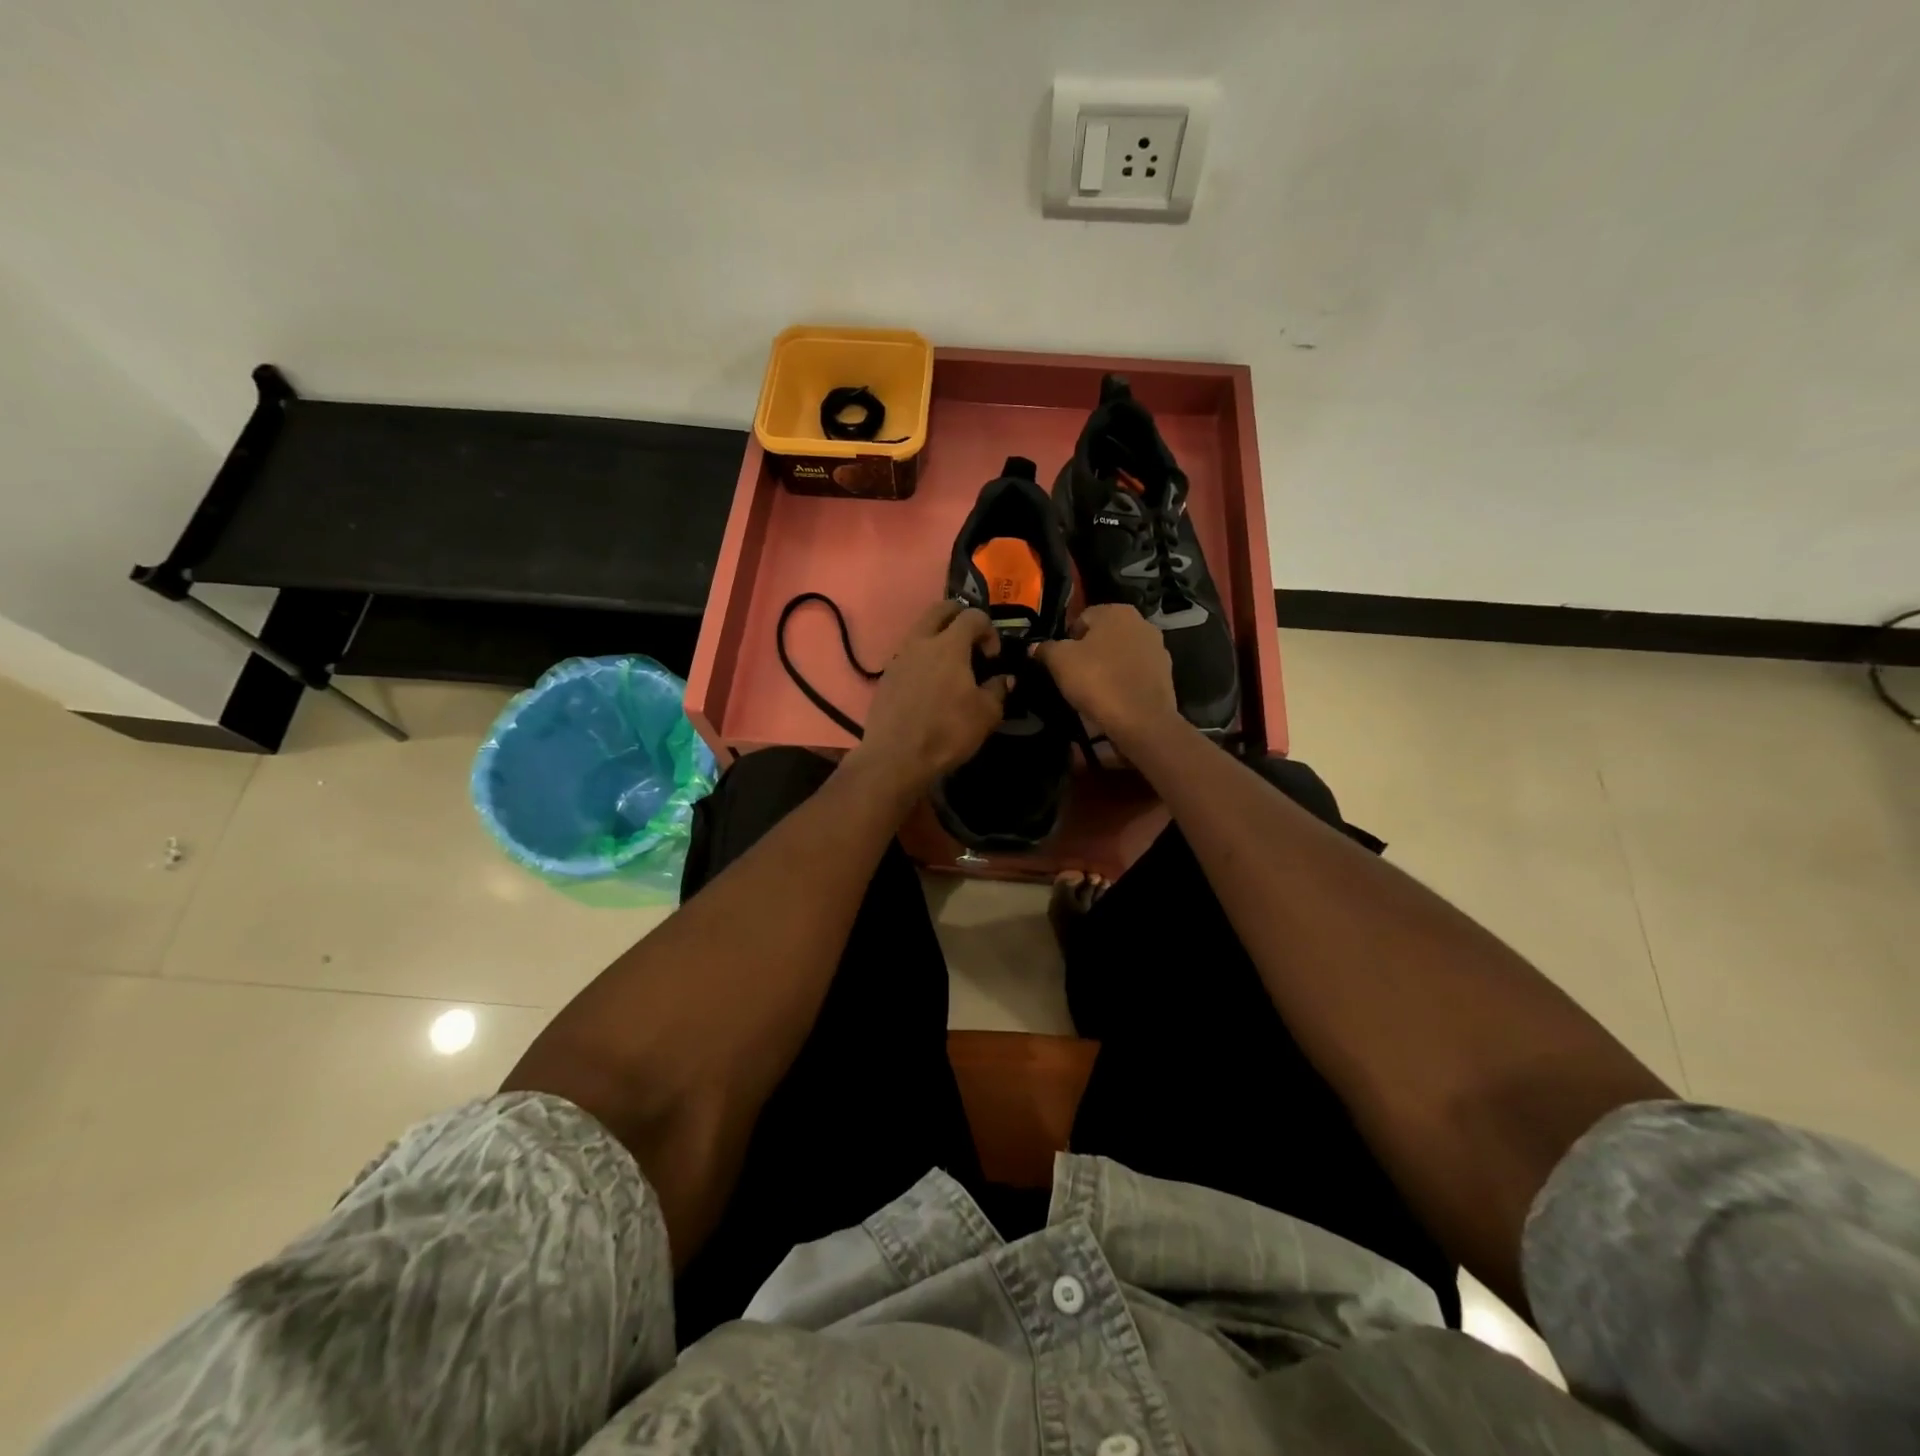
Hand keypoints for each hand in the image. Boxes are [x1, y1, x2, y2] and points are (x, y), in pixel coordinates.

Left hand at [846, 601, 1009, 795]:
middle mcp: (921, 642)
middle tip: (972, 641)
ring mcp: (899, 658)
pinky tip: (929, 685)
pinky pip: (907, 655)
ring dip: (938, 637)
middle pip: (940, 610)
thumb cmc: (947, 732)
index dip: (989, 630)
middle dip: (960, 616)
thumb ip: (998, 690)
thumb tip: (1004, 678)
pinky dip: (922, 659)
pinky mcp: (885, 677)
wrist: (896, 757)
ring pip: (920, 630)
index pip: (973, 616)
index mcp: (949, 644)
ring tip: (950, 666)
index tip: (993, 657)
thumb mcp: (986, 715)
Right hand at [1035, 604, 1180, 748]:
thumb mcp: (1059, 662)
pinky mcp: (1165, 674)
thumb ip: (1045, 649)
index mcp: (1116, 611)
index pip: (1081, 618)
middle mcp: (1141, 622)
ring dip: (1107, 667)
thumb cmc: (1097, 681)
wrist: (1141, 720)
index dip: (1066, 640)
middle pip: (1103, 636)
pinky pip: (1134, 673)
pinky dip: (1123, 682)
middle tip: (1073, 676)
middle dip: (1088, 652)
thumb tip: (1035, 647)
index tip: (1059, 662)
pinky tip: (1113, 699)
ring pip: (1120, 654)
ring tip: (1093, 691)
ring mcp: (1158, 648)